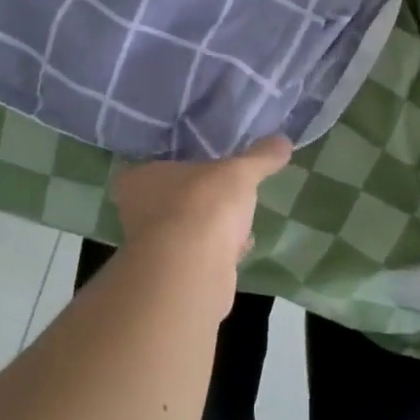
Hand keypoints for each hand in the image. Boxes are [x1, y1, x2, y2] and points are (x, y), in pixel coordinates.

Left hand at [112, 136, 292, 308]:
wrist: (190, 271)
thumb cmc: (202, 205)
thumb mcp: (239, 172)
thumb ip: (260, 157)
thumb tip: (283, 140)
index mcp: (139, 179)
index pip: (158, 168)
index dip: (184, 170)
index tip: (209, 171)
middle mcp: (135, 214)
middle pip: (172, 202)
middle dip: (200, 203)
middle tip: (227, 197)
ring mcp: (150, 251)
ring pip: (184, 233)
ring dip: (210, 231)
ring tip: (240, 226)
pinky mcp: (169, 279)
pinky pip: (196, 259)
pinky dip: (215, 256)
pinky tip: (237, 252)